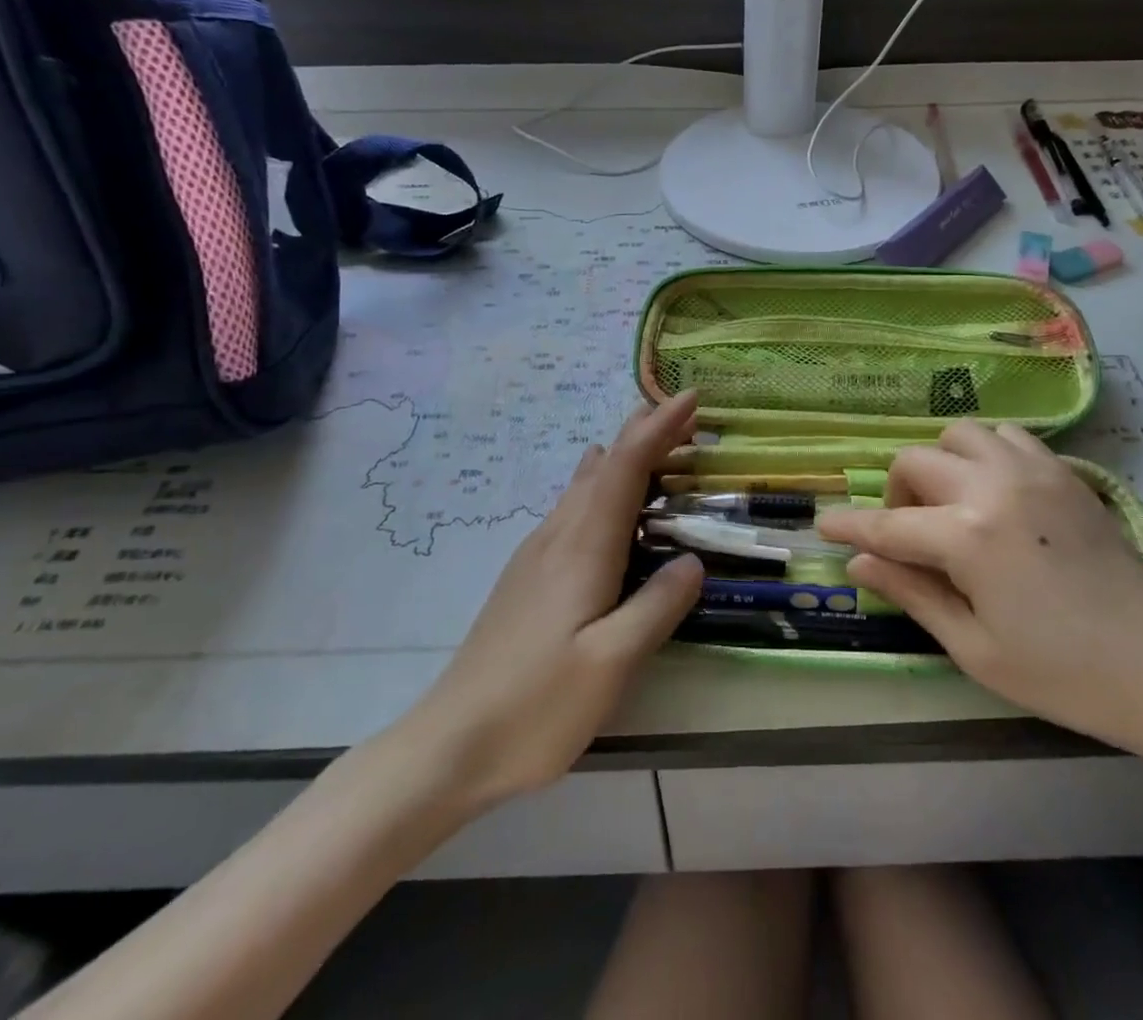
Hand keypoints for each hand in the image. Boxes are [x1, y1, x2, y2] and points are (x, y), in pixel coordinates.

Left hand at [369, 393, 703, 831]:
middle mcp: (559, 537)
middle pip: (606, 466)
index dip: (659, 428)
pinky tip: (602, 493)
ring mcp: (537, 555)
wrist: (449, 744)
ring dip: (624, 455)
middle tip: (684, 412)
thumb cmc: (536, 706)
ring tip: (653, 440)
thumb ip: (657, 608)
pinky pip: (573, 507)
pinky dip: (603, 484)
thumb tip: (693, 560)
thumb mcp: (610, 665)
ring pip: (586, 484)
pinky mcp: (528, 576)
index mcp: (583, 549)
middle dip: (645, 432)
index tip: (691, 396)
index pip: (626, 468)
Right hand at [820, 420, 1142, 767]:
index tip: (823, 526)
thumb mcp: (974, 648)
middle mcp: (992, 487)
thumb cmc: (1061, 673)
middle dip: (896, 493)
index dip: (850, 527)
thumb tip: (858, 566)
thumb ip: (911, 593)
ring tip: (950, 503)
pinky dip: (985, 453)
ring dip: (941, 462)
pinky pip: (1008, 437)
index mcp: (967, 537)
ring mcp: (1032, 471)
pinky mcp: (1063, 472)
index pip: (888, 524)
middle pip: (916, 461)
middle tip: (906, 533)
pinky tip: (993, 491)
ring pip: (960, 434)